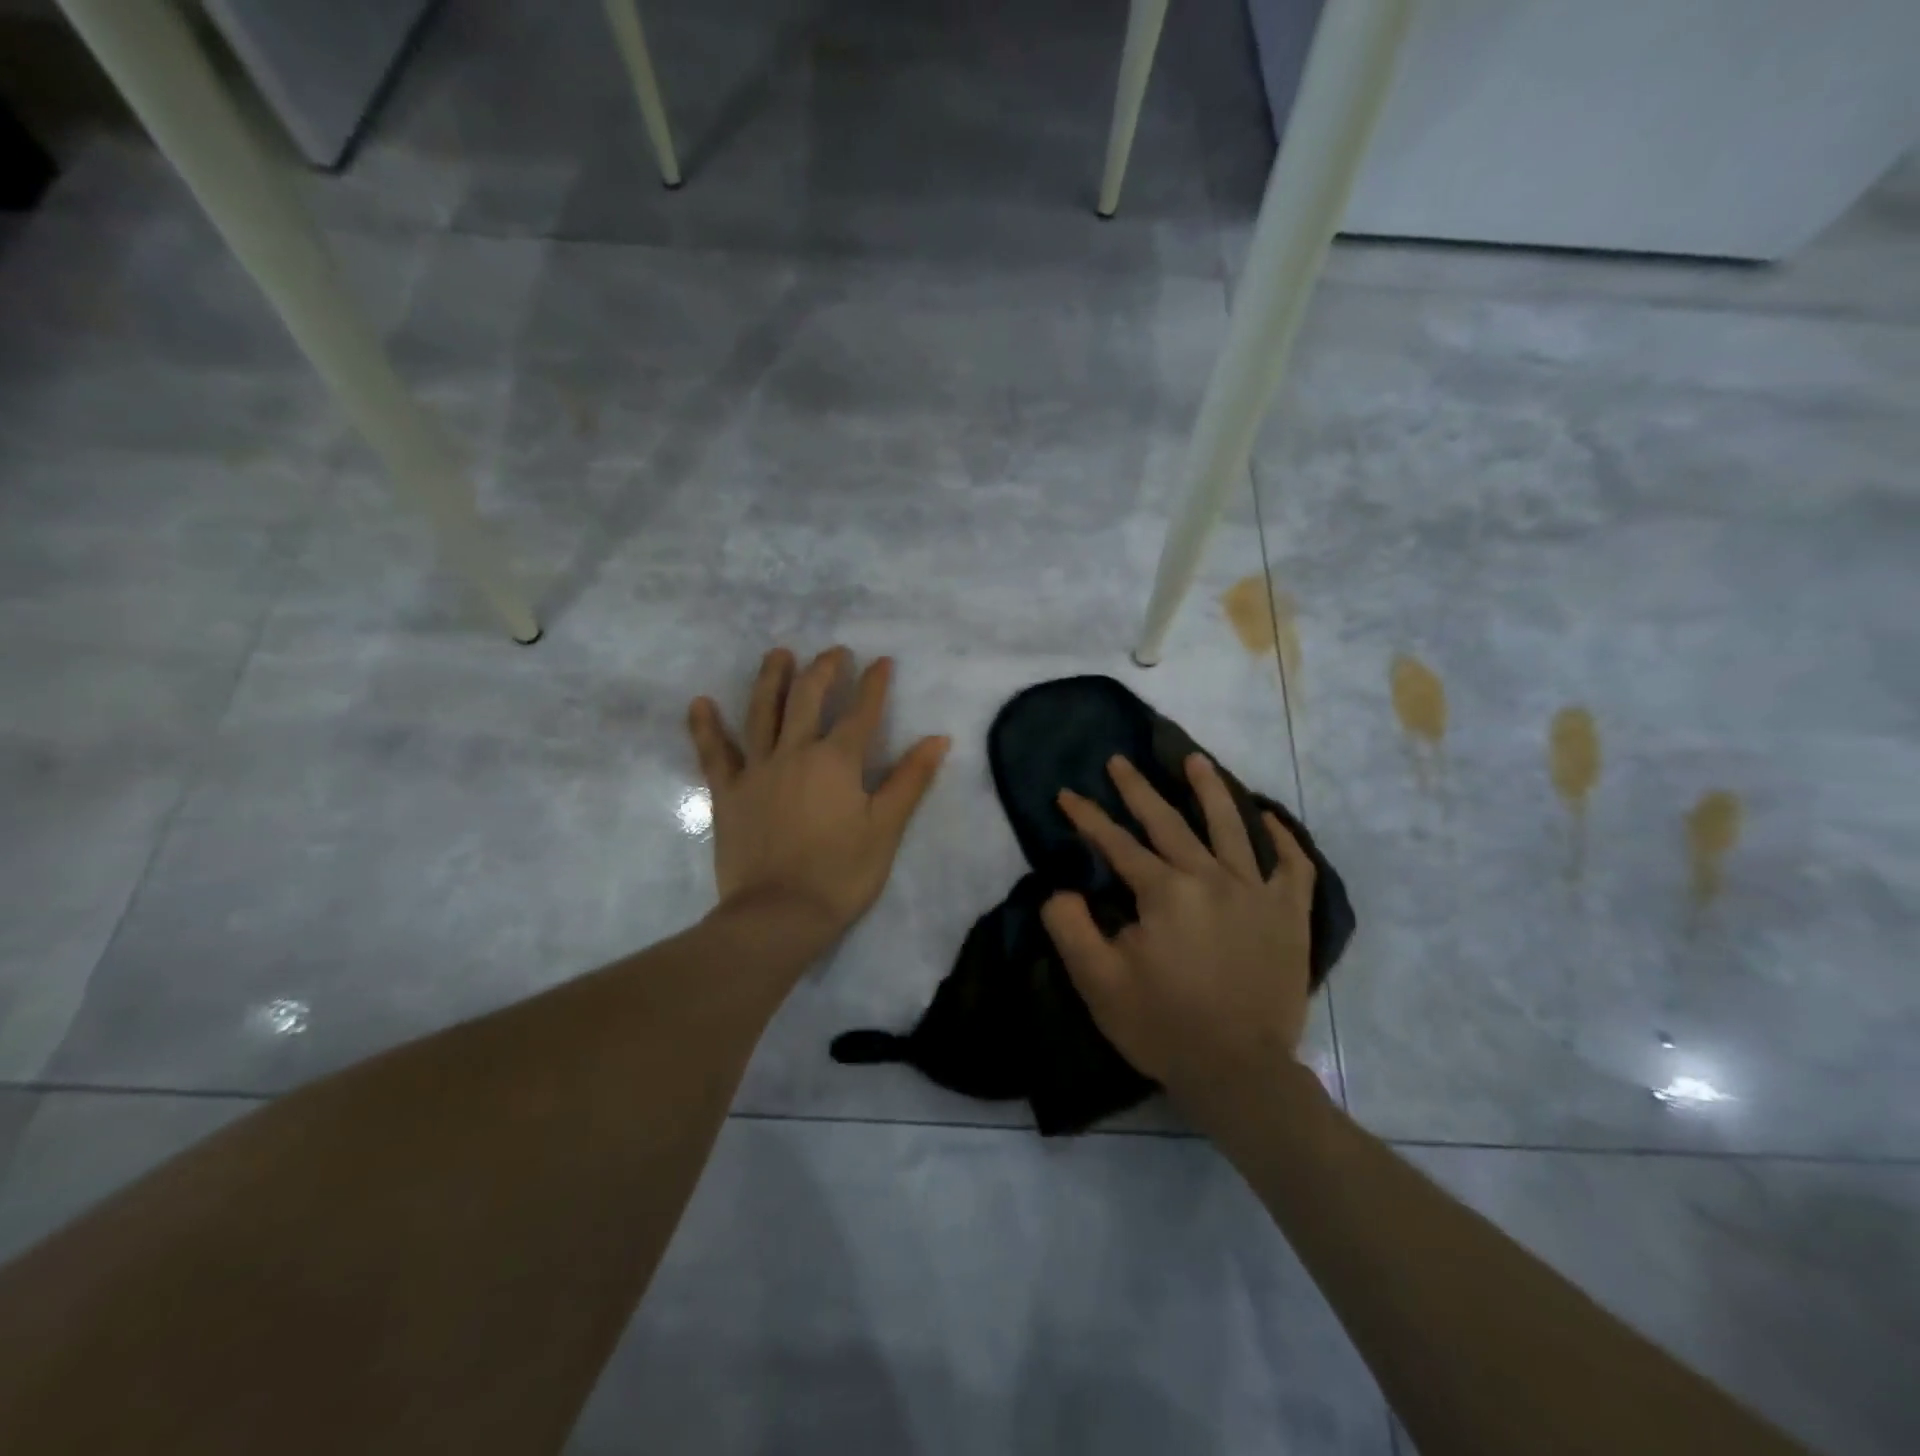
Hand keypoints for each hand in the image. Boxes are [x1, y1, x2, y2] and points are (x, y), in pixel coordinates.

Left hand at [688, 646, 948, 956]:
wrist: (779, 915)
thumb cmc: (841, 874)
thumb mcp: (886, 828)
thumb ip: (910, 779)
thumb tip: (938, 738)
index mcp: (837, 761)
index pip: (861, 712)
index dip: (874, 684)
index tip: (881, 661)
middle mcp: (795, 753)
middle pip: (808, 699)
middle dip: (823, 670)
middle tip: (833, 652)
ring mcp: (756, 770)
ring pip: (762, 712)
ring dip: (771, 679)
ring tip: (778, 654)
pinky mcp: (727, 793)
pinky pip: (713, 753)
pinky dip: (705, 727)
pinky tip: (700, 703)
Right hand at [1040, 753, 1315, 1124]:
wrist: (1238, 1072)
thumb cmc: (1163, 1027)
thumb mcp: (1098, 983)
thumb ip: (1070, 928)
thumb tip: (1059, 888)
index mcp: (1165, 892)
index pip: (1117, 844)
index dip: (1087, 818)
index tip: (1067, 794)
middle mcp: (1211, 878)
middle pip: (1169, 822)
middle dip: (1138, 789)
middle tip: (1119, 761)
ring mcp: (1256, 892)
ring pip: (1232, 826)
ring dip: (1210, 789)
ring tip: (1195, 760)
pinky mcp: (1289, 915)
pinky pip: (1293, 865)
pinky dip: (1283, 838)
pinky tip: (1269, 819)